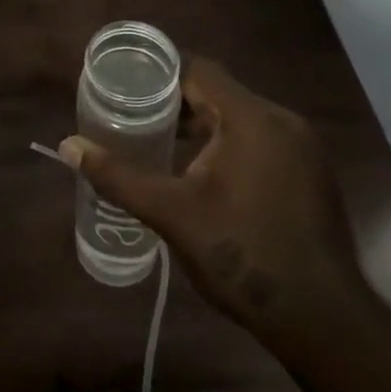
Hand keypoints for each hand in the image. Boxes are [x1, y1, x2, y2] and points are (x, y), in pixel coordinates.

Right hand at [59, 56, 370, 345]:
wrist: (323, 321)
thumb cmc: (243, 256)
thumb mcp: (171, 213)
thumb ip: (118, 176)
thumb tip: (68, 146)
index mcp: (252, 119)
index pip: (198, 70)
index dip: (158, 73)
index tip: (124, 84)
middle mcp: (282, 122)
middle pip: (219, 92)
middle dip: (175, 101)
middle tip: (132, 115)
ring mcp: (303, 150)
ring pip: (240, 118)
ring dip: (202, 124)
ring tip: (159, 141)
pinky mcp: (310, 175)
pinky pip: (260, 141)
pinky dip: (227, 144)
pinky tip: (202, 173)